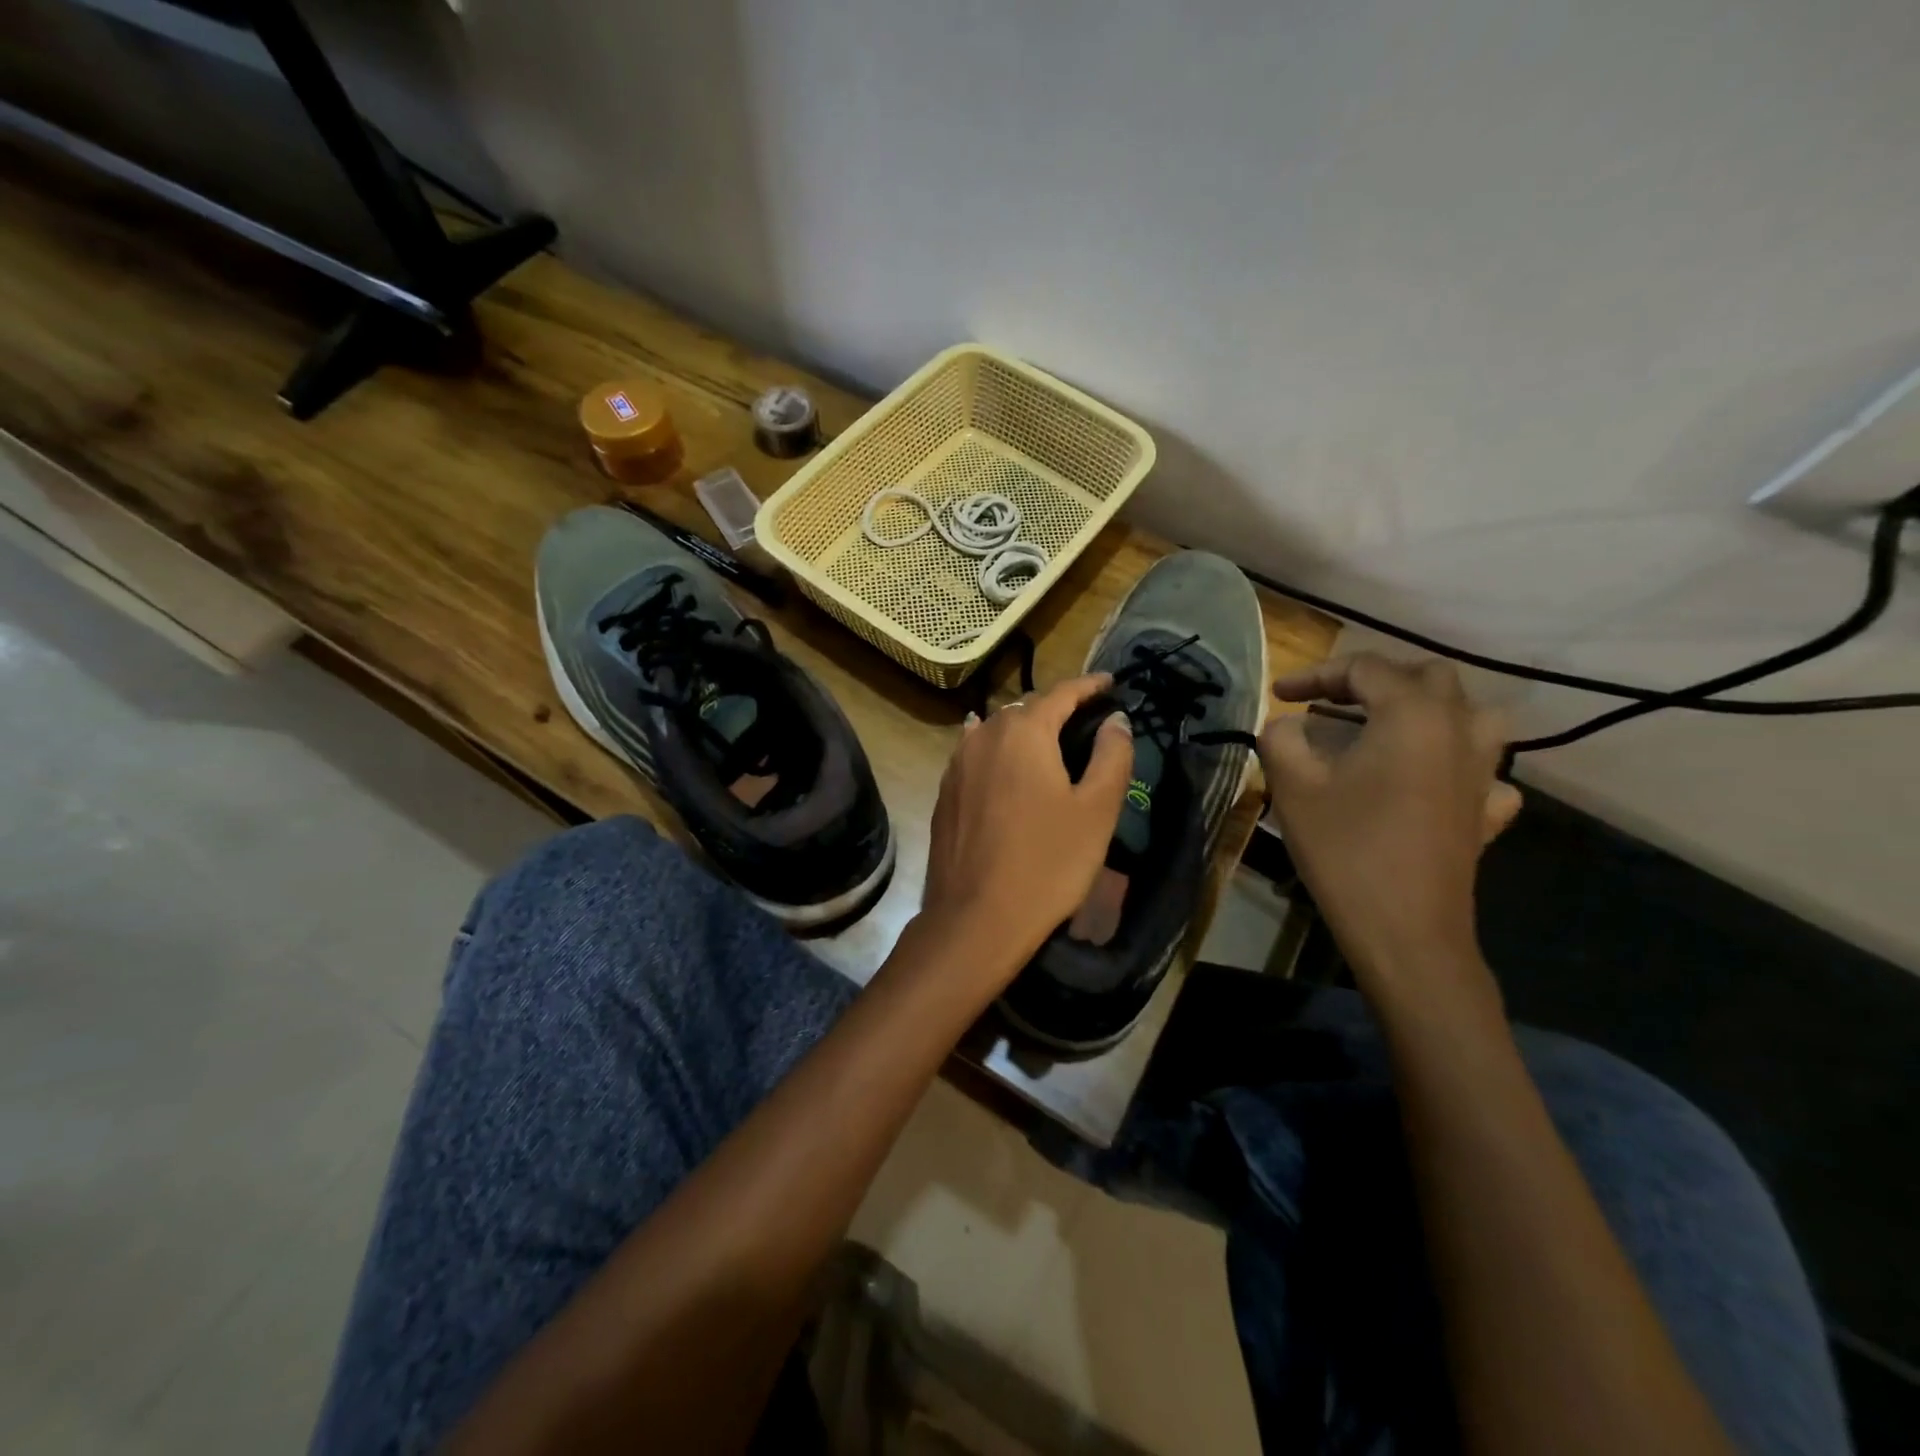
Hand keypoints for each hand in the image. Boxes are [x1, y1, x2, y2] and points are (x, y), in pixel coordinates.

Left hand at [916, 675, 1133, 998]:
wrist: (976, 917)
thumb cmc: (1047, 863)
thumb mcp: (1096, 810)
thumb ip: (1111, 756)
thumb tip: (1116, 720)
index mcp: (1024, 732)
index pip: (1061, 693)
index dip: (1089, 686)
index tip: (1110, 683)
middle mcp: (984, 735)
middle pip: (1026, 707)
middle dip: (1057, 706)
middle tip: (1085, 718)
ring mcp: (958, 764)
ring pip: (996, 729)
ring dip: (1024, 727)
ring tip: (1047, 739)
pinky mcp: (946, 792)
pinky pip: (976, 753)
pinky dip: (998, 748)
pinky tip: (1002, 758)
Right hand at [1257, 655, 1520, 1004]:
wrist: (1405, 930)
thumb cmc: (1345, 848)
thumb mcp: (1293, 786)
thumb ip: (1281, 738)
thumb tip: (1286, 725)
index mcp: (1411, 714)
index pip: (1364, 669)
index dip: (1316, 674)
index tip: (1279, 695)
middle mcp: (1458, 729)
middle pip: (1425, 676)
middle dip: (1373, 681)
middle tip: (1330, 704)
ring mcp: (1483, 771)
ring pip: (1470, 713)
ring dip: (1426, 709)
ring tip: (1387, 727)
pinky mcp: (1487, 810)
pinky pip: (1483, 768)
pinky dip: (1455, 761)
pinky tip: (1431, 780)